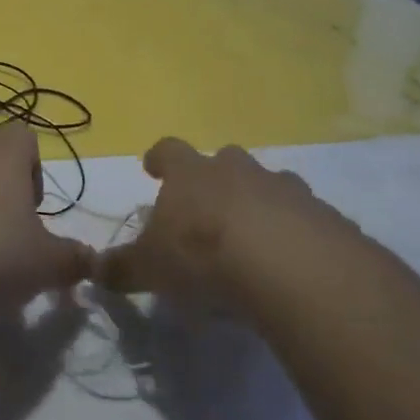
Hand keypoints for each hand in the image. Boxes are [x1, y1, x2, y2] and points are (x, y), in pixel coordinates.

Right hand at [95, 137, 341, 303]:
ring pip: (271, 185)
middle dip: (217, 179)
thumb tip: (92, 269)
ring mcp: (286, 190)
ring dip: (261, 204)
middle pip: (225, 160)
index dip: (160, 159)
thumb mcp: (151, 267)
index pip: (169, 150)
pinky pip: (308, 220)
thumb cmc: (205, 256)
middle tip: (210, 208)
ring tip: (256, 240)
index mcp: (192, 173)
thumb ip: (121, 268)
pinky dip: (298, 235)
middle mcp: (239, 170)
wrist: (294, 269)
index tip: (153, 168)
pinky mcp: (327, 218)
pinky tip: (294, 267)